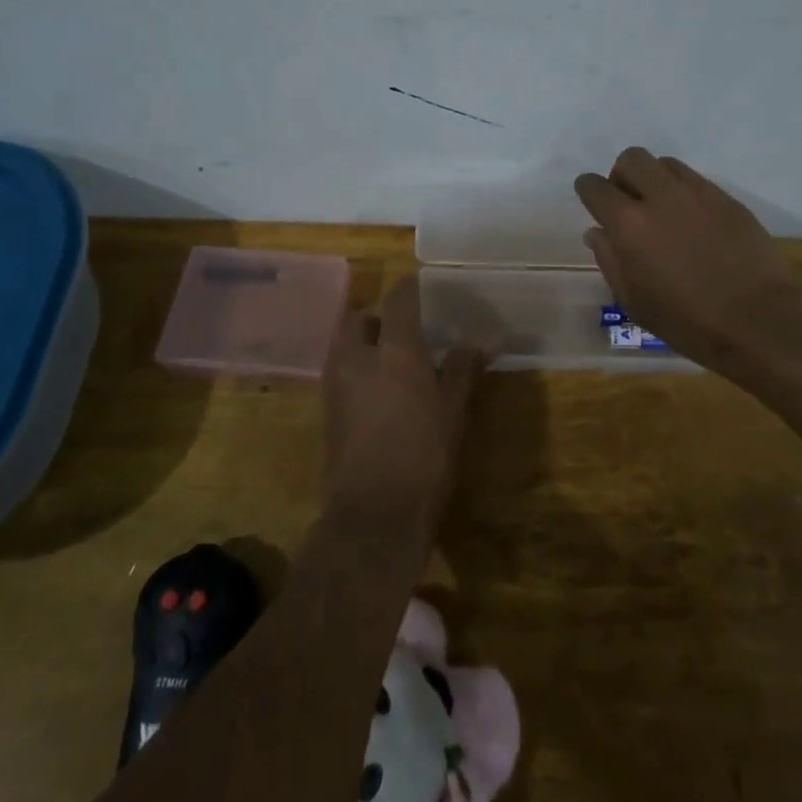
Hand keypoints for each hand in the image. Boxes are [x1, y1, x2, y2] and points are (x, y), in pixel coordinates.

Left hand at [322, 277, 484, 538]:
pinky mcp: (326, 412)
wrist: (372, 515)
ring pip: (345, 345)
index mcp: (394, 350)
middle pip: (360, 319)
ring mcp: (336, 385)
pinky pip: (340, 373)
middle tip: (404, 331)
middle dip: (379, 318)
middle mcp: (358, 358)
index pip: (398, 299)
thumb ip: (462, 370)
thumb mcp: (454, 411)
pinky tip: (379, 392)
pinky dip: (357, 369)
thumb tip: (475, 343)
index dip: (410, 287)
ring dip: (365, 343)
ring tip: (393, 362)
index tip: (423, 286)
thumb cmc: (424, 456)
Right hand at [575, 147, 799, 375]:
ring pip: (664, 163)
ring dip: (654, 179)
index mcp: (628, 224)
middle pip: (631, 159)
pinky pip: (695, 179)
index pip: (595, 187)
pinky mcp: (726, 198)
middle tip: (629, 203)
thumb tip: (597, 232)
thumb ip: (610, 260)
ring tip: (662, 208)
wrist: (758, 319)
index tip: (592, 201)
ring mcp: (697, 193)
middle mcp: (660, 197)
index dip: (588, 190)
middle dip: (622, 175)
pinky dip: (683, 191)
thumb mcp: (634, 302)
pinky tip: (692, 220)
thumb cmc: (688, 322)